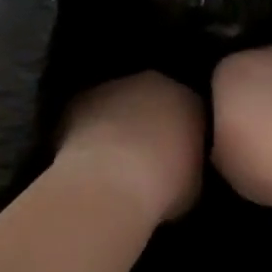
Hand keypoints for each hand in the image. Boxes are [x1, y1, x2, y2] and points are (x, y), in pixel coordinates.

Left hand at [53, 72, 205, 223]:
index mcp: (188, 100)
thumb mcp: (192, 184)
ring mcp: (113, 87)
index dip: (183, 135)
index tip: (177, 159)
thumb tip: (177, 168)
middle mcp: (153, 84)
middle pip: (153, 99)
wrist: (108, 185)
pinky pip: (88, 114)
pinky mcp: (79, 98)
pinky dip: (88, 130)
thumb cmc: (161, 188)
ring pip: (119, 103)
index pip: (191, 111)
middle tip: (145, 158)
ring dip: (117, 124)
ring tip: (112, 161)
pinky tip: (87, 159)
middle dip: (150, 122)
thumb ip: (187, 164)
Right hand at [211, 47, 271, 216]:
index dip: (225, 108)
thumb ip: (221, 138)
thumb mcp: (221, 162)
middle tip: (261, 136)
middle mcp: (268, 56)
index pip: (219, 81)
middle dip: (258, 97)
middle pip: (257, 73)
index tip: (231, 134)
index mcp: (230, 70)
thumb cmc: (265, 162)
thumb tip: (230, 136)